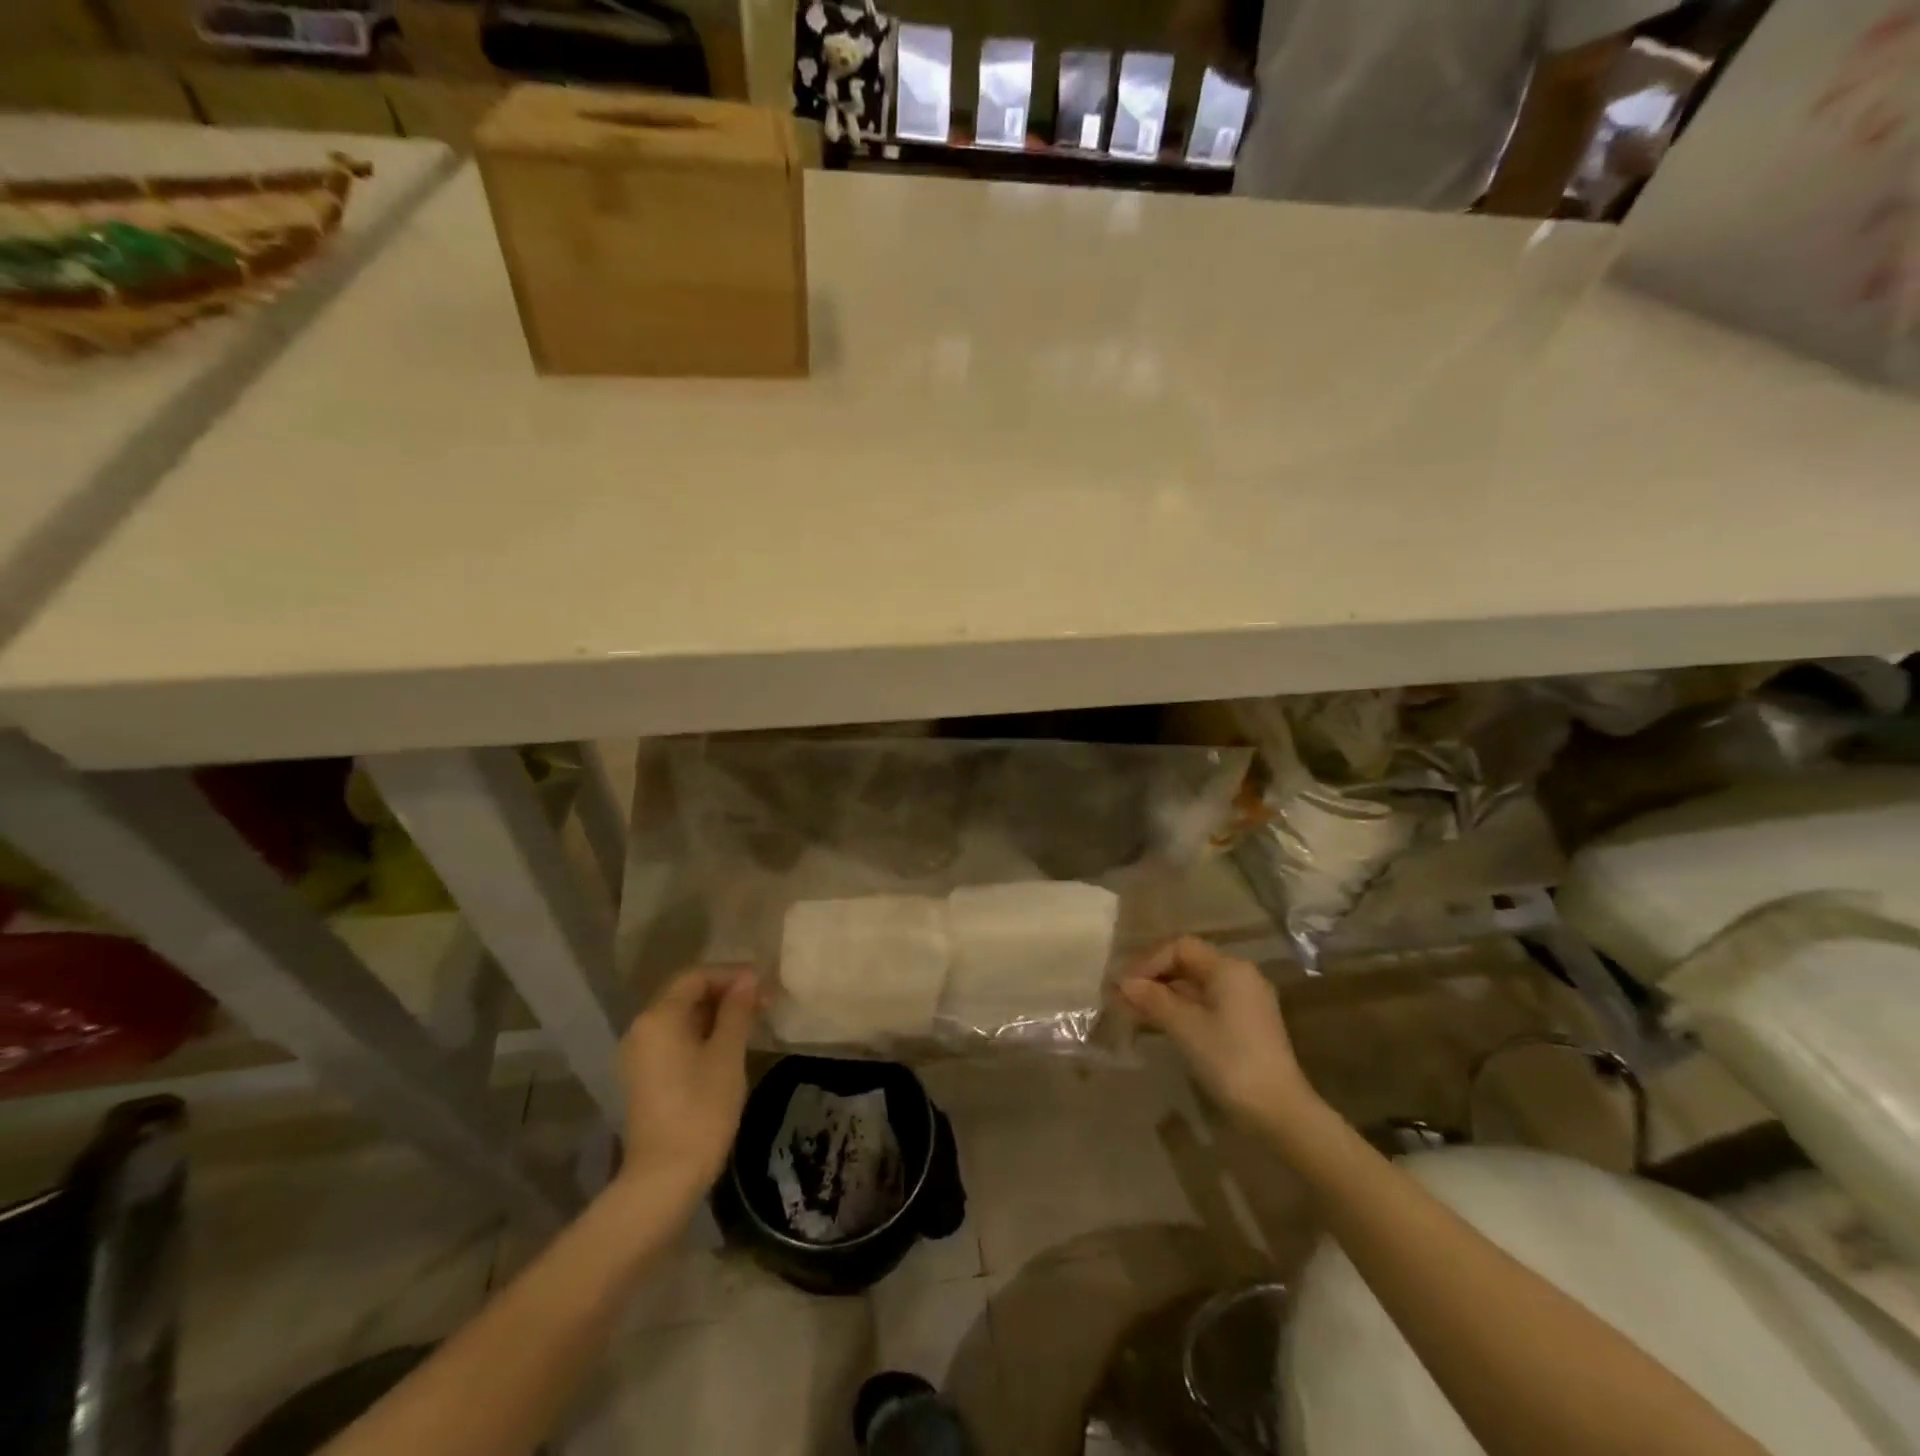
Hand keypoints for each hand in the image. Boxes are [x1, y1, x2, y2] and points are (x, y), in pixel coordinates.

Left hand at [618, 968, 758, 1197]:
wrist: (665, 1176)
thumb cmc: (702, 1108)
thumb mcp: (728, 1053)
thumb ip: (737, 1010)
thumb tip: (747, 979)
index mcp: (659, 1017)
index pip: (696, 976)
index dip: (731, 974)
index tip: (763, 985)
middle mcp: (641, 1029)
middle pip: (686, 994)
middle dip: (725, 992)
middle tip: (762, 1002)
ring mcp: (639, 1055)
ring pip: (681, 1018)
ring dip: (716, 1014)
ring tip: (751, 1022)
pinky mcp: (644, 1077)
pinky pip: (674, 1040)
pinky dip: (702, 1034)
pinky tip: (728, 1046)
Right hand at [1117, 937, 1319, 1130]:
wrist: (1279, 1112)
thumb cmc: (1230, 1060)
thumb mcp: (1186, 1027)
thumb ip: (1153, 999)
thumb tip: (1123, 982)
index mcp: (1229, 969)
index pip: (1180, 947)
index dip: (1149, 961)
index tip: (1125, 984)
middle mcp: (1239, 977)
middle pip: (1187, 965)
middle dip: (1153, 979)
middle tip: (1122, 997)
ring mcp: (1244, 1002)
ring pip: (1194, 988)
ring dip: (1162, 997)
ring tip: (1130, 1012)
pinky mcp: (1244, 1026)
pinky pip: (1205, 1006)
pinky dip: (1179, 1011)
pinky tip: (1156, 1024)